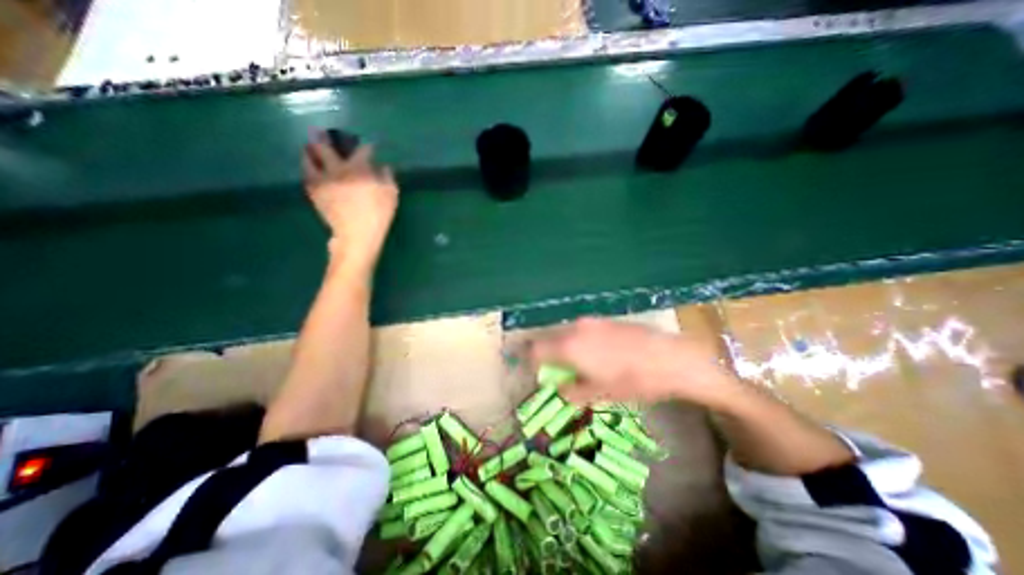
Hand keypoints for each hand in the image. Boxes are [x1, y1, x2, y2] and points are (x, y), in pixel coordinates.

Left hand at [300, 131, 397, 268]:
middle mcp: (336, 168)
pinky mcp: (314, 192)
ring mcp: (322, 179)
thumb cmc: (378, 215)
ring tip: (311, 149)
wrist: (357, 234)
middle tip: (324, 133)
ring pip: (309, 157)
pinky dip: (309, 168)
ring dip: (310, 150)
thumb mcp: (391, 195)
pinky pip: (307, 174)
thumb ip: (387, 177)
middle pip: (325, 146)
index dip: (368, 146)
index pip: (363, 150)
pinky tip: (312, 169)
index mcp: (358, 168)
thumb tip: (384, 167)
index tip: (371, 146)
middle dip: (325, 137)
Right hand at [532, 320, 740, 407]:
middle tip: (561, 371)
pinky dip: (581, 341)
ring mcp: (591, 321)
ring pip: (567, 333)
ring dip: (566, 347)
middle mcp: (575, 329)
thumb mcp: (599, 393)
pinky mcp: (604, 319)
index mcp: (568, 347)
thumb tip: (560, 388)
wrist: (668, 358)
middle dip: (550, 355)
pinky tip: (600, 353)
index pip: (536, 350)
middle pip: (551, 339)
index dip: (531, 362)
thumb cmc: (631, 380)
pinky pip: (583, 329)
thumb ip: (572, 391)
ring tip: (583, 363)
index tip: (538, 373)